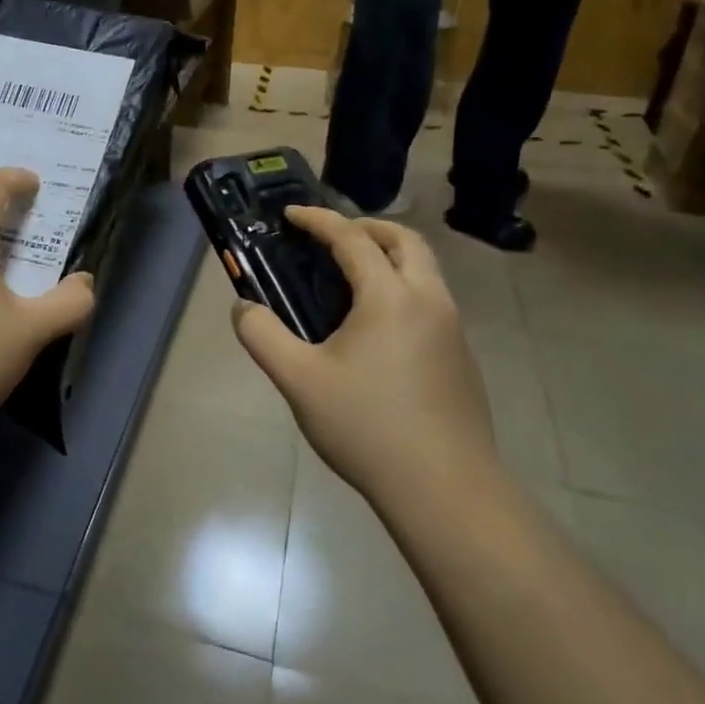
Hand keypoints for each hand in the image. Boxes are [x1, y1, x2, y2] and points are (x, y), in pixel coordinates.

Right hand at [232, 207, 496, 501]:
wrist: (444, 488)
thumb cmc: (367, 427)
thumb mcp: (299, 380)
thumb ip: (262, 336)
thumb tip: (243, 308)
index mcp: (390, 297)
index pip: (352, 239)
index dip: (319, 220)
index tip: (291, 214)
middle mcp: (429, 300)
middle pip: (405, 240)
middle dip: (366, 228)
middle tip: (331, 239)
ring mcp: (453, 328)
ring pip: (425, 270)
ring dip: (389, 257)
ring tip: (351, 279)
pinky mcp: (461, 356)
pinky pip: (431, 300)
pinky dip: (403, 288)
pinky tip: (377, 329)